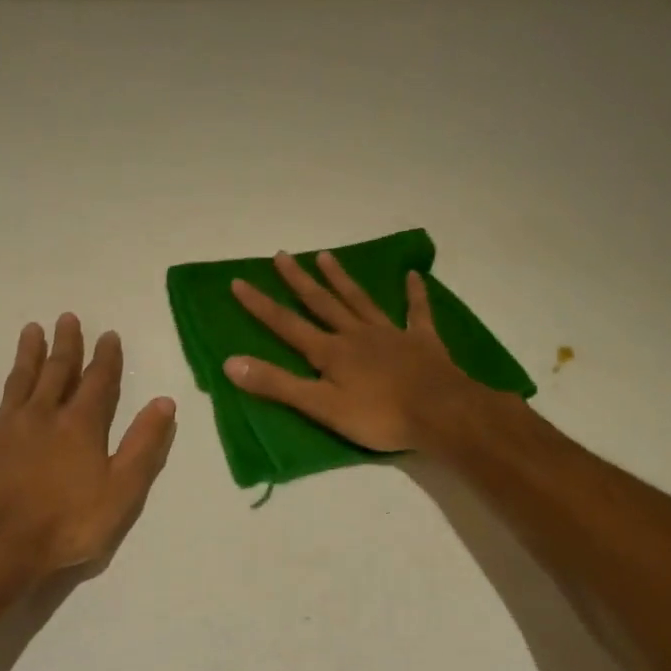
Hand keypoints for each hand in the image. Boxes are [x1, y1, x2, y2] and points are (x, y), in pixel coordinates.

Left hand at [0, 315, 176, 579]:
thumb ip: (144, 445)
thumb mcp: (122, 490)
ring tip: (32, 329)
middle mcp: (43, 415)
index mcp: (80, 426)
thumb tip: (164, 402)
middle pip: (57, 372)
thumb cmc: (67, 524)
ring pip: (18, 381)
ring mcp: (3, 427)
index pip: (99, 383)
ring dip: (27, 354)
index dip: (106, 358)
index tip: (108, 334)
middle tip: (67, 318)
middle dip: (66, 345)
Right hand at [224, 250, 492, 452]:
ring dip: (341, 278)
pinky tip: (412, 275)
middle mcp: (355, 335)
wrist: (440, 413)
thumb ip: (277, 385)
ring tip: (326, 255)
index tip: (239, 282)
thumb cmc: (378, 416)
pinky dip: (413, 294)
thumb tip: (230, 362)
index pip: (287, 325)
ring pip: (360, 300)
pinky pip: (416, 312)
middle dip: (299, 281)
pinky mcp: (422, 341)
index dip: (261, 306)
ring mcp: (390, 334)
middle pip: (322, 303)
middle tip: (282, 255)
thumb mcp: (320, 406)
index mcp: (330, 352)